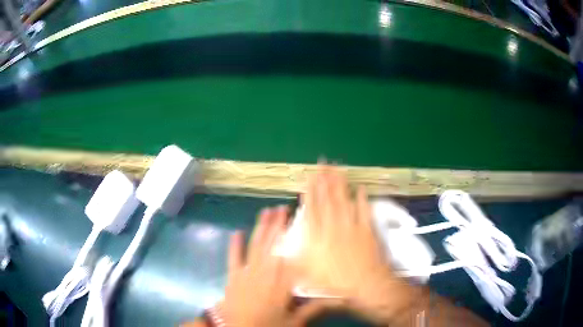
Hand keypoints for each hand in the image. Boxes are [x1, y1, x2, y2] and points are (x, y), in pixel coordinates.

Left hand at [219, 206, 324, 326]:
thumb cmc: (267, 326)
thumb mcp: (294, 321)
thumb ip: (313, 308)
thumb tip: (335, 298)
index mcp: (282, 283)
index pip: (292, 256)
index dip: (296, 238)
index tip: (299, 222)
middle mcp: (265, 273)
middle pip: (273, 245)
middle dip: (278, 225)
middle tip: (282, 208)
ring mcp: (247, 273)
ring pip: (256, 246)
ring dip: (261, 228)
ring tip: (266, 211)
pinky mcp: (233, 276)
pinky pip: (234, 257)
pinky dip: (234, 244)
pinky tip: (236, 232)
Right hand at [296, 166, 414, 321]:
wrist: (365, 286)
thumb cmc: (334, 284)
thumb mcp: (307, 275)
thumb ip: (295, 258)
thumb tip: (283, 246)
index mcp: (319, 237)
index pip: (312, 209)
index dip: (310, 191)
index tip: (309, 177)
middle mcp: (334, 227)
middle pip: (328, 199)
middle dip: (325, 180)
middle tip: (323, 163)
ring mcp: (352, 226)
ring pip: (344, 200)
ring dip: (340, 183)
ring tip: (337, 168)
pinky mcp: (367, 230)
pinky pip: (364, 211)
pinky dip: (363, 199)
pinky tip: (361, 188)